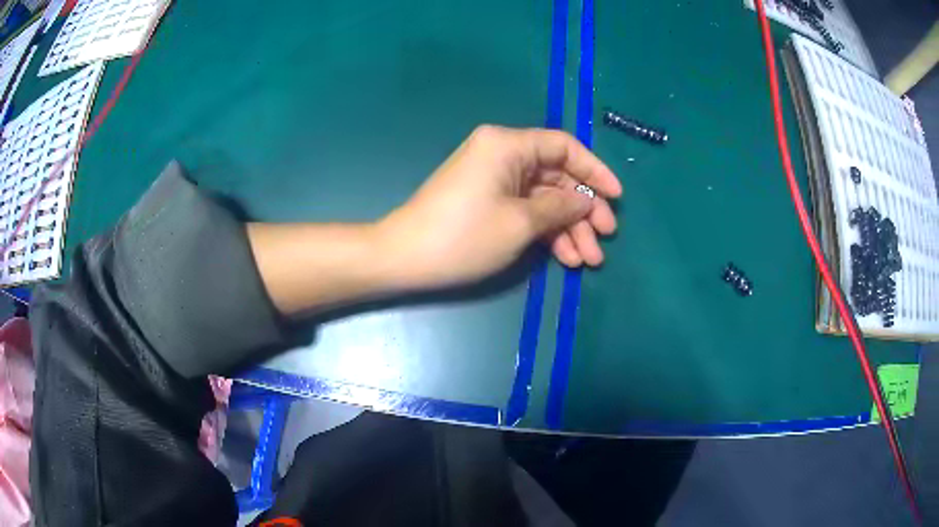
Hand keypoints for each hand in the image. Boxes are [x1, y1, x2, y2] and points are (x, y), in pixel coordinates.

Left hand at [378, 125, 621, 288]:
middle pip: (557, 176)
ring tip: (588, 260)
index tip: (617, 197)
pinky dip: (546, 232)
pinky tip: (566, 257)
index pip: (564, 147)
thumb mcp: (521, 222)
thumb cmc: (464, 235)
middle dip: (583, 210)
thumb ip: (561, 208)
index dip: (594, 171)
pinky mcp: (488, 202)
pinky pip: (526, 210)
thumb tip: (586, 201)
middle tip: (604, 238)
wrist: (404, 258)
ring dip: (568, 228)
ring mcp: (495, 180)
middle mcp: (503, 154)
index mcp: (508, 145)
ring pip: (544, 198)